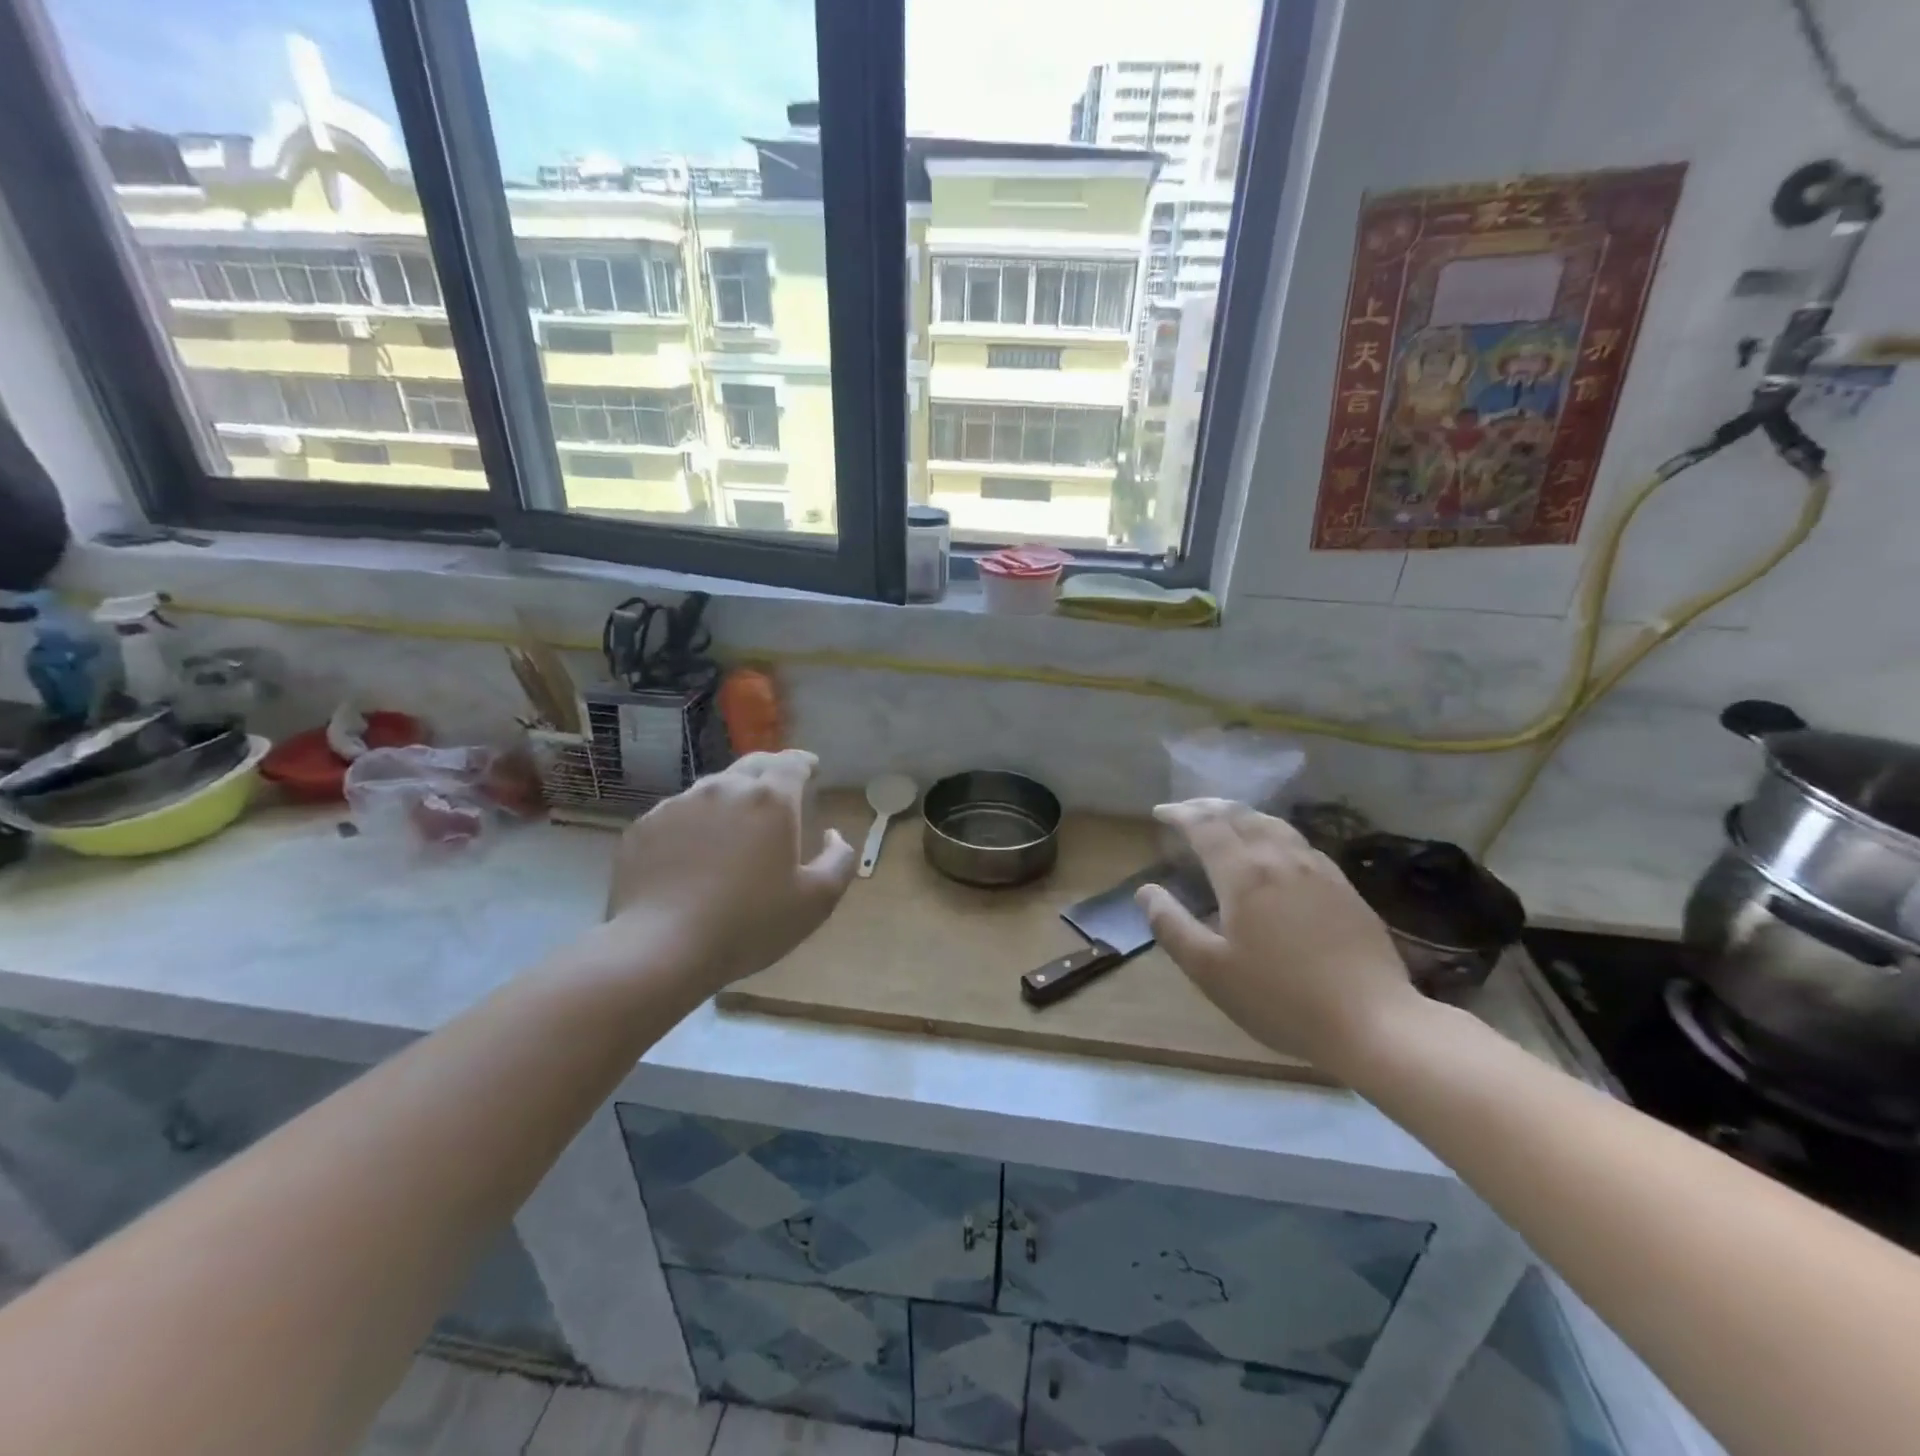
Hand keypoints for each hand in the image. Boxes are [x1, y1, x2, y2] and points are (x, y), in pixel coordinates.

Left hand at [603, 750, 855, 996]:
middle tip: (779, 789)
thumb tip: (834, 835)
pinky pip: (678, 814)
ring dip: (731, 797)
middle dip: (771, 771)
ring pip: (713, 788)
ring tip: (735, 824)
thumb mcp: (815, 901)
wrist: (660, 948)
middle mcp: (724, 789)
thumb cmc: (749, 924)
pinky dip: (694, 822)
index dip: (804, 763)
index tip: (812, 769)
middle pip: (752, 765)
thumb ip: (838, 861)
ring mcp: (678, 805)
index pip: (792, 763)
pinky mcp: (645, 827)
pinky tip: (693, 852)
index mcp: (770, 800)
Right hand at [1137, 799, 1425, 1066]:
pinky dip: (1273, 831)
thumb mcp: (1210, 970)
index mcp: (1243, 874)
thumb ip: (1172, 926)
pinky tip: (1275, 849)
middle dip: (1208, 807)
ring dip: (1242, 815)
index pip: (1205, 827)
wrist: (1372, 1020)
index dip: (1180, 815)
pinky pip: (1299, 841)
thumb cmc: (1280, 998)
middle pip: (1240, 816)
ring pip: (1273, 824)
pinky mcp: (1343, 886)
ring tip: (1226, 819)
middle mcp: (1279, 859)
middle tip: (1186, 811)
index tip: (1159, 813)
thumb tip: (1145, 891)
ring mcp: (1317, 869)